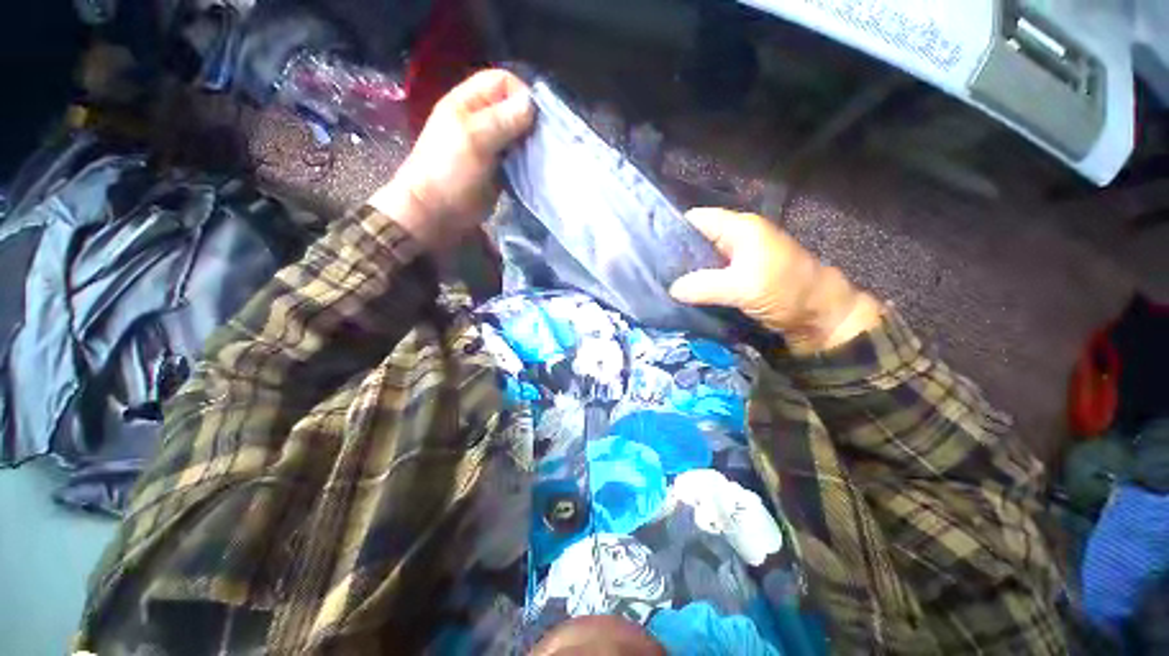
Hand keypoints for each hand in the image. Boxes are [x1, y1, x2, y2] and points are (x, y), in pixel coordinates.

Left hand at [368, 69, 533, 250]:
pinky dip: (528, 160)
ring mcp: (491, 145)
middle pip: (513, 108)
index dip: (521, 94)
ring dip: (531, 143)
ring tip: (542, 155)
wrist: (438, 212)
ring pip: (519, 134)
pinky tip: (535, 168)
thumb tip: (532, 103)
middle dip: (530, 121)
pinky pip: (519, 157)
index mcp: (468, 102)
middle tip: (543, 140)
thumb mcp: (474, 140)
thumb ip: (502, 120)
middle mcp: (481, 119)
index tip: (537, 119)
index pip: (502, 82)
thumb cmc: (449, 171)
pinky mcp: (499, 168)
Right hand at [669, 208, 883, 353]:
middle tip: (652, 269)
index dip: (674, 228)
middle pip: (697, 239)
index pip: (698, 219)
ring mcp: (737, 260)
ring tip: (660, 281)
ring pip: (702, 260)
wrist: (820, 316)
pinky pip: (710, 276)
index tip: (651, 246)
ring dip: (685, 271)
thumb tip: (671, 289)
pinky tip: (681, 293)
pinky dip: (697, 284)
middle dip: (676, 253)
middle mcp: (736, 239)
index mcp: (740, 228)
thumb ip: (703, 285)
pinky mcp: (738, 278)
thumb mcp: (743, 286)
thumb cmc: (786, 292)